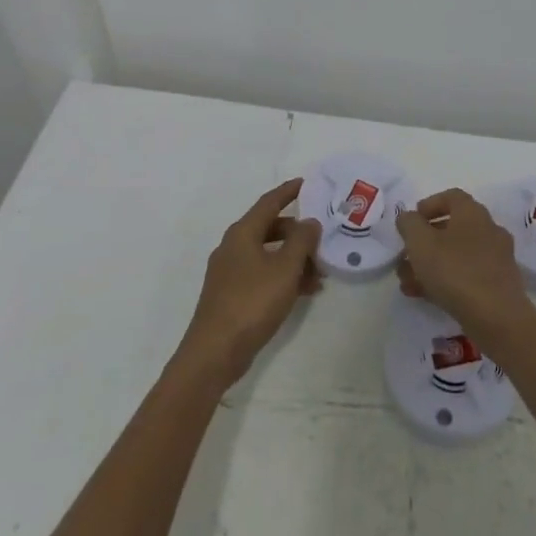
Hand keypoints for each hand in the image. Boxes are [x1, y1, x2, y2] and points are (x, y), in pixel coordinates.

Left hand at [174, 178, 321, 387]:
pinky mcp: (231, 295)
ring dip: (294, 260)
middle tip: (321, 242)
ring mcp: (230, 272)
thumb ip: (301, 241)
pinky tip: (303, 292)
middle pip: (270, 229)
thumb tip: (309, 222)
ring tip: (319, 276)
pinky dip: (283, 277)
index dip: (288, 191)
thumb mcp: (285, 268)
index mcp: (242, 233)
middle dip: (297, 234)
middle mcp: (233, 247)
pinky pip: (263, 274)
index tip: (306, 183)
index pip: (269, 202)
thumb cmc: (252, 302)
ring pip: (268, 254)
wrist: (215, 352)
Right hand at [395, 189, 532, 347]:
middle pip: (452, 228)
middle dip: (424, 242)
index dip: (429, 205)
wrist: (497, 317)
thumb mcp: (420, 243)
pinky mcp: (498, 284)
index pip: (451, 196)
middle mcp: (489, 229)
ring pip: (457, 254)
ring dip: (431, 264)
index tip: (411, 221)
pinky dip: (446, 280)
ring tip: (407, 282)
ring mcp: (496, 258)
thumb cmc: (455, 271)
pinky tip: (426, 296)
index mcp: (472, 213)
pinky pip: (467, 274)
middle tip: (405, 256)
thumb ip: (409, 224)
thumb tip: (408, 217)